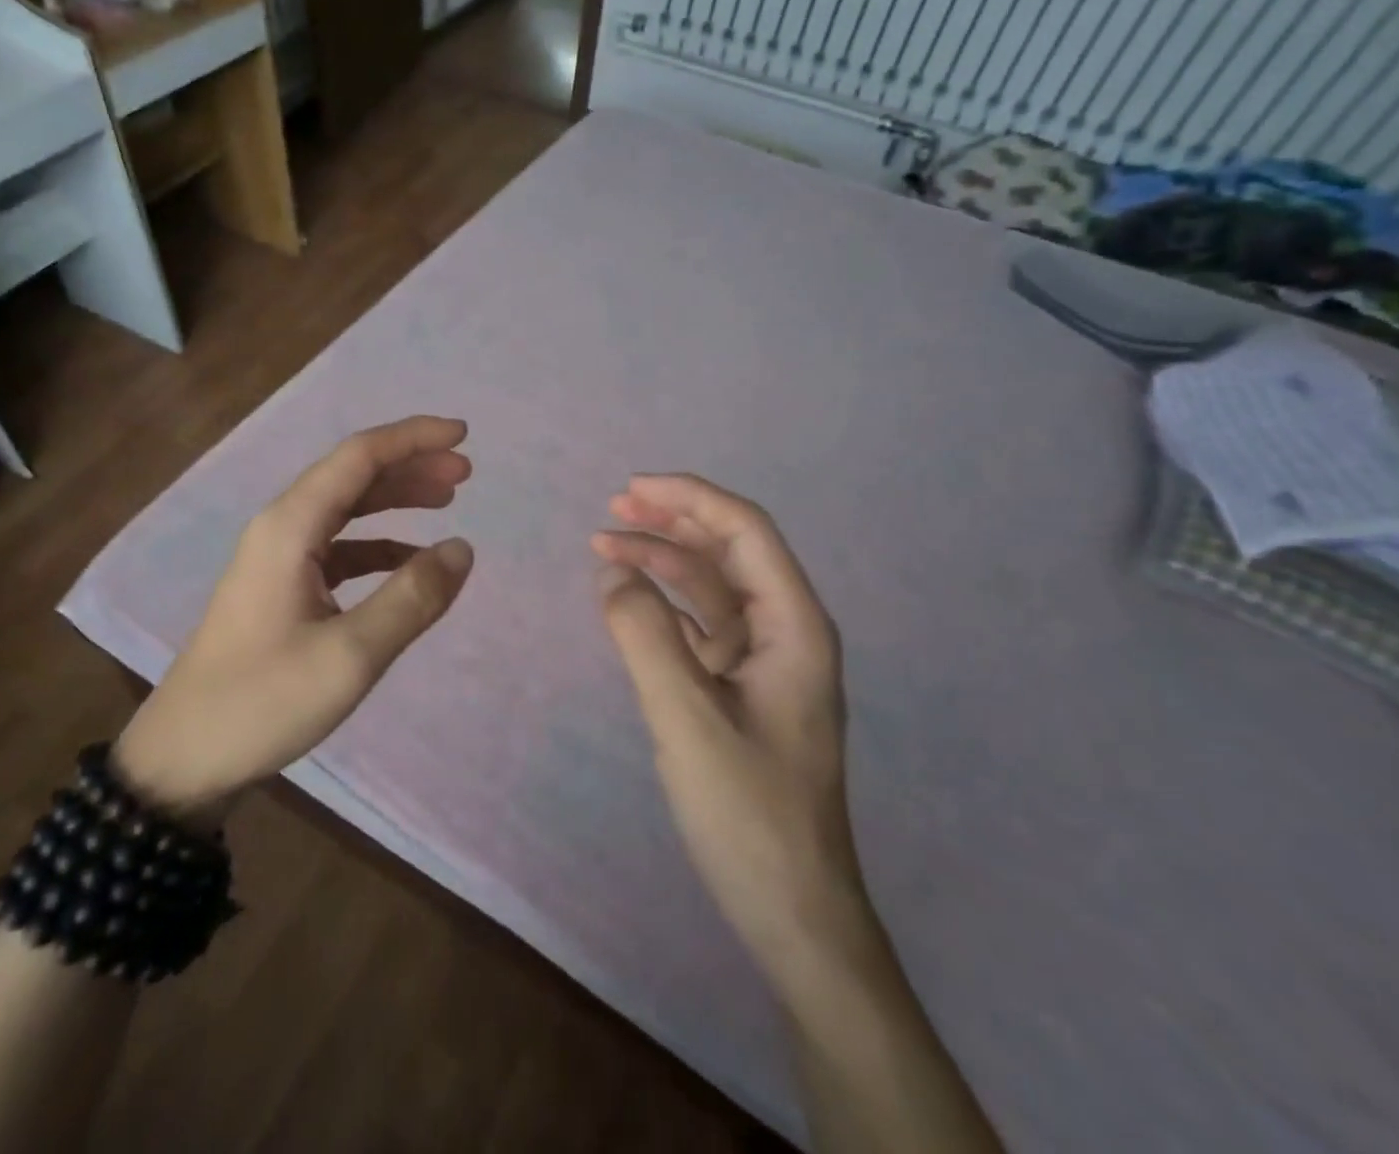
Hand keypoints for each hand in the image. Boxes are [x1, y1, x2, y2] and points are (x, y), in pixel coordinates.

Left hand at [115, 417, 474, 824]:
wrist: (183, 758)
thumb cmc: (263, 702)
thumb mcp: (350, 656)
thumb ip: (411, 598)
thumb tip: (461, 549)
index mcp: (290, 527)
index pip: (359, 456)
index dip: (413, 438)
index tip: (464, 435)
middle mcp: (281, 529)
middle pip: (353, 475)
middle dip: (411, 465)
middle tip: (466, 473)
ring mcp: (278, 559)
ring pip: (346, 509)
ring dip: (396, 499)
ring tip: (447, 502)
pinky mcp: (281, 589)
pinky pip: (338, 548)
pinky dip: (379, 544)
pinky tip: (408, 560)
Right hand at [592, 474, 871, 995]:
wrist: (790, 910)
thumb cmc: (748, 812)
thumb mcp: (686, 717)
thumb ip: (643, 636)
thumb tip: (612, 572)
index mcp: (793, 626)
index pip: (745, 532)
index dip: (690, 498)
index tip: (631, 487)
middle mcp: (784, 632)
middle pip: (729, 551)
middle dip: (673, 519)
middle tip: (613, 505)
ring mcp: (762, 662)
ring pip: (711, 587)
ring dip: (662, 559)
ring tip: (605, 543)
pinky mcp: (740, 689)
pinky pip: (699, 626)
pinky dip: (663, 603)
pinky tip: (628, 598)